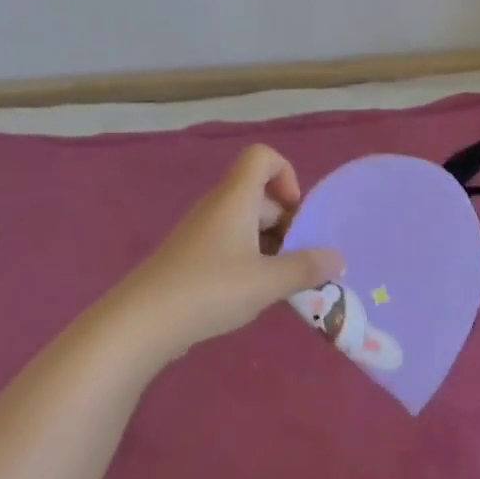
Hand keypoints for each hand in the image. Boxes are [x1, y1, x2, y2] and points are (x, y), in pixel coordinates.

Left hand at [107, 145, 342, 362]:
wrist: (142, 322)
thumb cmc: (210, 289)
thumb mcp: (267, 282)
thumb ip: (305, 268)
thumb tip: (337, 258)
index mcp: (236, 198)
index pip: (262, 156)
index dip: (286, 174)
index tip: (295, 214)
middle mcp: (218, 207)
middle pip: (260, 194)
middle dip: (287, 222)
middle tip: (300, 260)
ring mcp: (202, 232)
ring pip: (247, 223)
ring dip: (271, 245)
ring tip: (283, 282)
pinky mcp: (192, 257)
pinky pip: (231, 244)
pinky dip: (250, 260)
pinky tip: (255, 294)